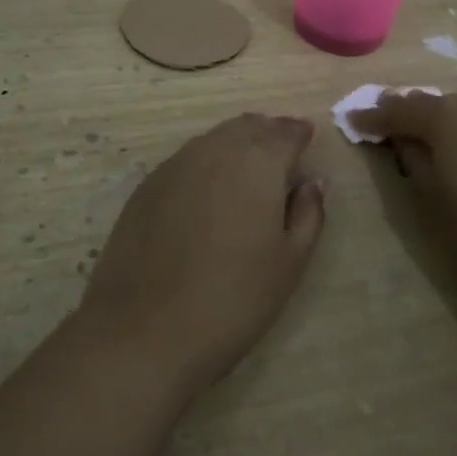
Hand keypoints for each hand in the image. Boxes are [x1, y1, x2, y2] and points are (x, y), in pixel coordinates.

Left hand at [81, 114, 324, 387]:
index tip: (307, 138)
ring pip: (215, 139)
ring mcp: (176, 163)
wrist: (145, 328)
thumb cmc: (234, 299)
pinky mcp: (147, 184)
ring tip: (247, 172)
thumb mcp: (289, 263)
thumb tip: (311, 182)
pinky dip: (206, 163)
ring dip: (236, 145)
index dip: (299, 133)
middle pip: (248, 126)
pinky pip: (187, 159)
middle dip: (268, 133)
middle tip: (280, 153)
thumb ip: (308, 214)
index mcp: (258, 162)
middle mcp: (216, 149)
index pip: (285, 131)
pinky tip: (207, 192)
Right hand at [352, 85, 456, 314]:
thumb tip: (404, 138)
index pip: (398, 108)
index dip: (373, 117)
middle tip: (402, 140)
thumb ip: (411, 157)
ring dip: (455, 126)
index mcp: (448, 116)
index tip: (355, 123)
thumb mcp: (432, 199)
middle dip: (417, 120)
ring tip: (448, 153)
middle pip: (438, 106)